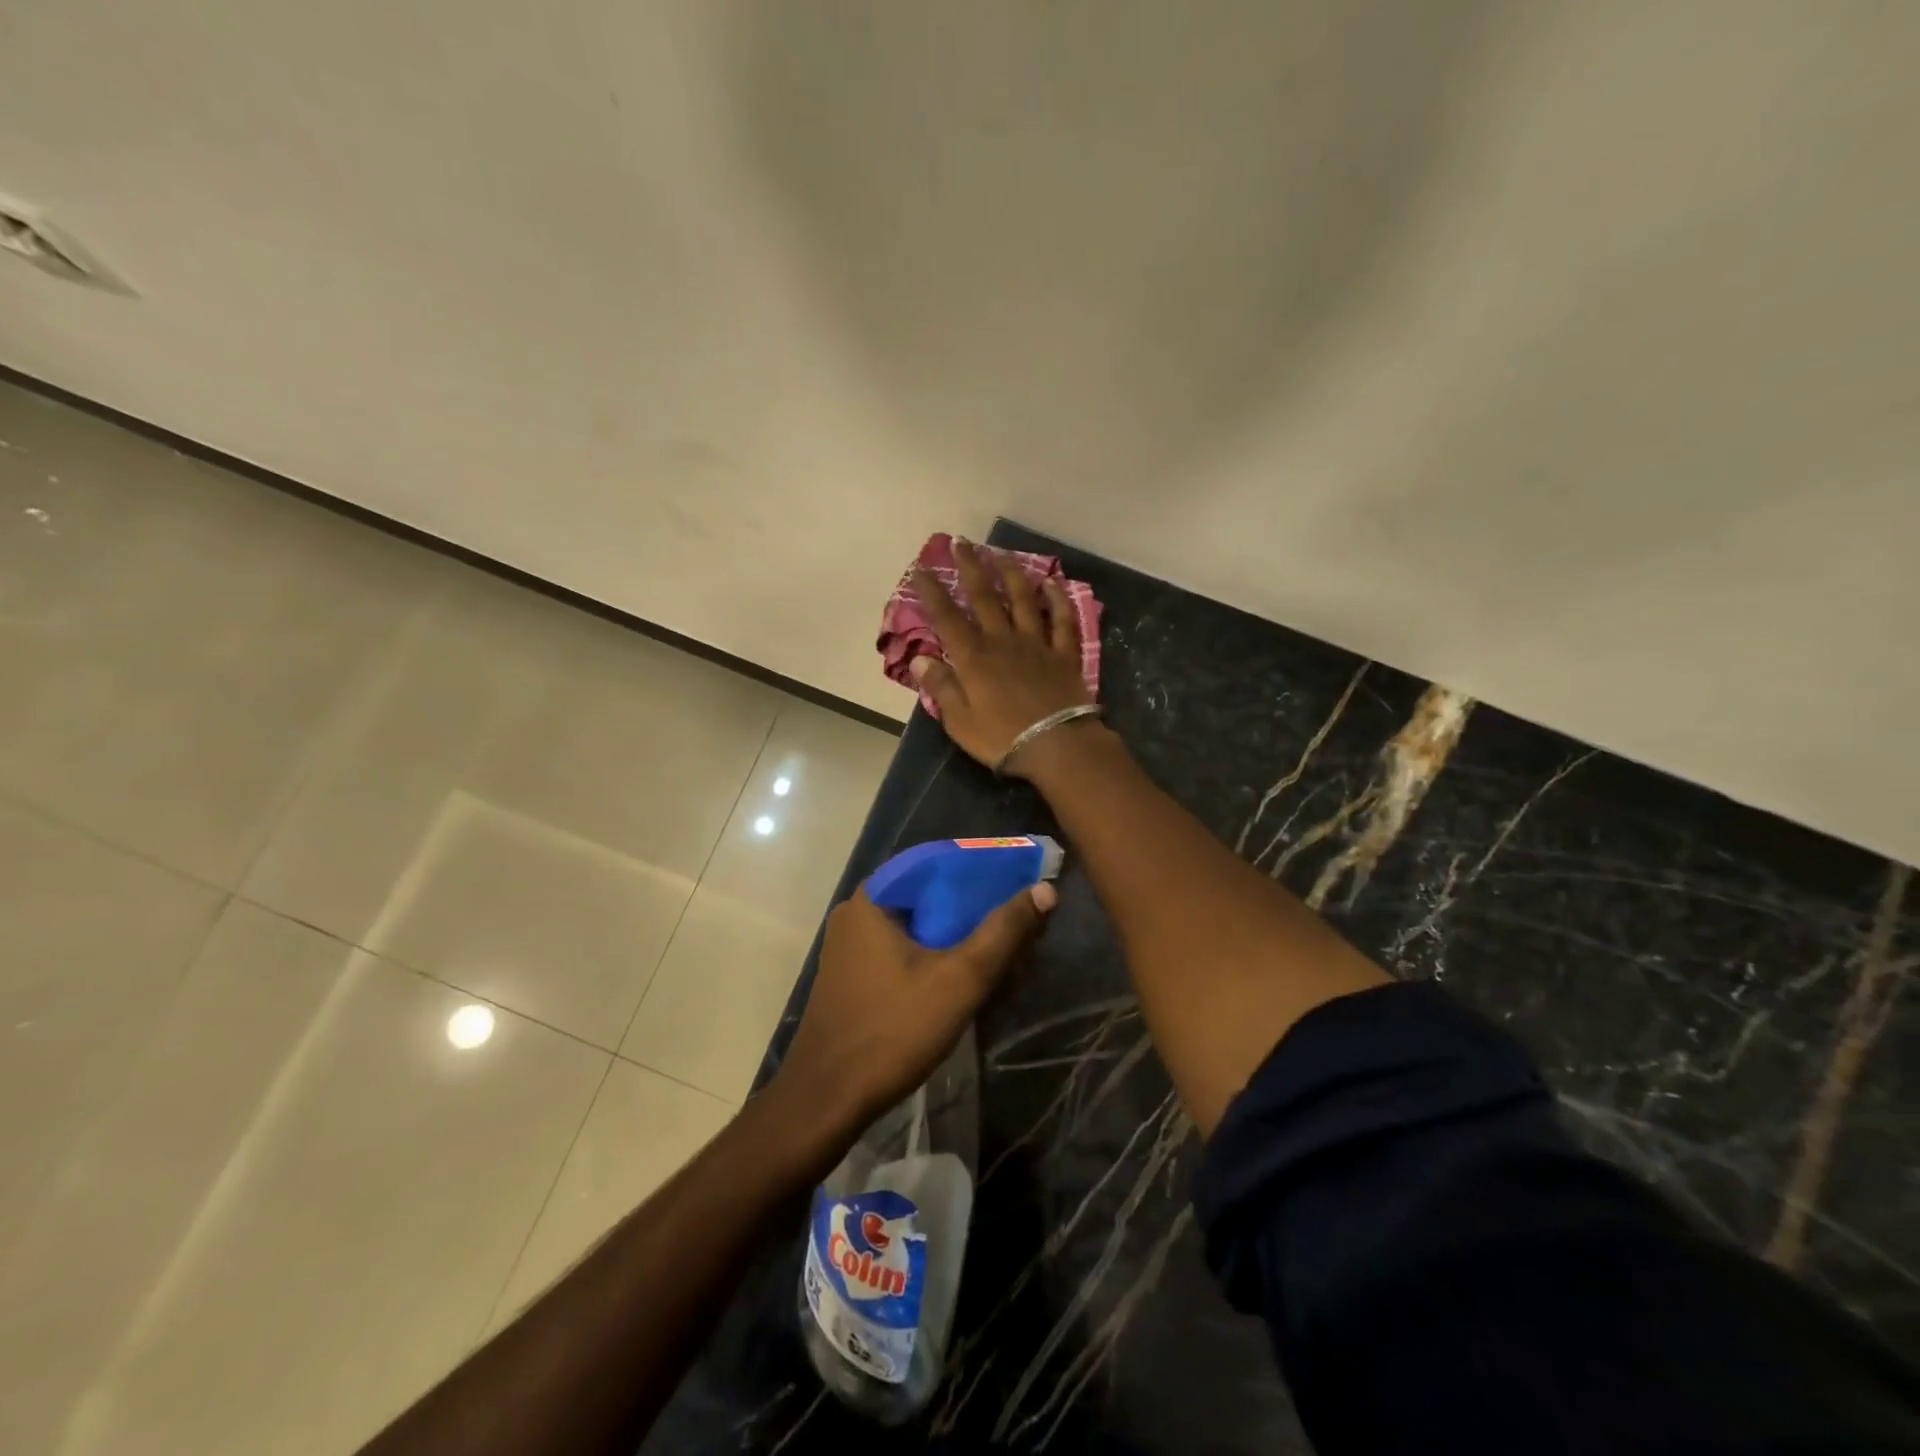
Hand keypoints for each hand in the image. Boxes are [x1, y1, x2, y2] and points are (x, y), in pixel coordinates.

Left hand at [773, 881, 1055, 1132]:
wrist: (827, 1099)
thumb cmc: (892, 1031)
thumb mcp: (959, 980)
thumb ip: (1003, 932)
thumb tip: (1044, 890)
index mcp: (873, 897)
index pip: (937, 861)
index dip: (982, 867)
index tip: (1021, 878)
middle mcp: (857, 910)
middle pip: (928, 894)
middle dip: (974, 905)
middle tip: (1018, 917)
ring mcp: (851, 944)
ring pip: (917, 923)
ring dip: (957, 933)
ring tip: (1001, 945)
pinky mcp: (853, 973)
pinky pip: (902, 947)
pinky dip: (934, 952)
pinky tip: (964, 973)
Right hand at [909, 539, 1093, 774]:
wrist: (1057, 746)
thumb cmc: (1002, 738)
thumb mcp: (960, 721)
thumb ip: (941, 687)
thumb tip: (920, 660)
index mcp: (974, 658)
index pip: (947, 618)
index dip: (932, 592)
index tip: (921, 569)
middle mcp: (1003, 641)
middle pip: (985, 597)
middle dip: (970, 568)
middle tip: (961, 542)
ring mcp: (1036, 644)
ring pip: (1023, 600)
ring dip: (1011, 574)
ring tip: (1001, 554)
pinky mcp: (1063, 654)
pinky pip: (1061, 620)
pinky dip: (1057, 599)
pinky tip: (1052, 583)